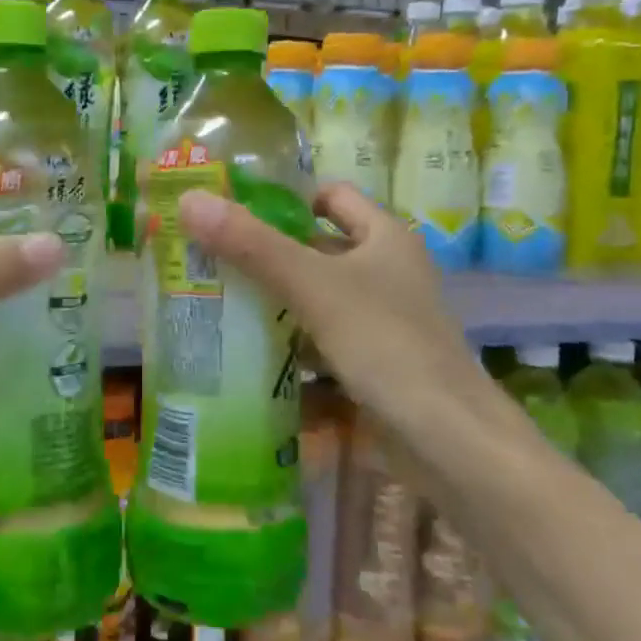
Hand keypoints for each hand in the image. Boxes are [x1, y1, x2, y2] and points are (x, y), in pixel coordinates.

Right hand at [177, 182, 488, 443]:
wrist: (450, 443)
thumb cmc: (388, 345)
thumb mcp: (314, 287)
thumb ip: (252, 245)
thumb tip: (190, 200)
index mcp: (384, 238)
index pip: (331, 197)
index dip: (286, 198)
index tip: (233, 212)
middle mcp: (385, 274)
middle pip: (315, 251)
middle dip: (265, 257)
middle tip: (207, 261)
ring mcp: (380, 324)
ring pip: (315, 302)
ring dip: (272, 306)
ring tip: (213, 306)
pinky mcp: (371, 367)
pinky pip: (320, 346)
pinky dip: (289, 351)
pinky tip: (246, 360)